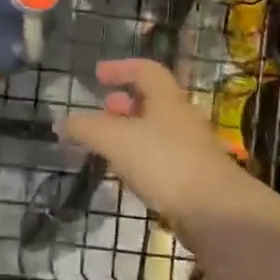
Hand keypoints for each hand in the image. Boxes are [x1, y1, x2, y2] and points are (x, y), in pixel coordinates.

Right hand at [56, 59, 245, 224]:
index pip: (145, 70)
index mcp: (167, 98)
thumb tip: (62, 123)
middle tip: (102, 111)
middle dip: (124, 104)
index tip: (98, 75)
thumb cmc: (165, 162)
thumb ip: (86, 129)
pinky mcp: (193, 179)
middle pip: (152, 101)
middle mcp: (182, 118)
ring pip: (156, 132)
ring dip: (131, 134)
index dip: (121, 68)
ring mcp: (191, 150)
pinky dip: (141, 160)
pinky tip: (126, 176)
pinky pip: (161, 160)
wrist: (216, 211)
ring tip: (107, 146)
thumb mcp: (116, 139)